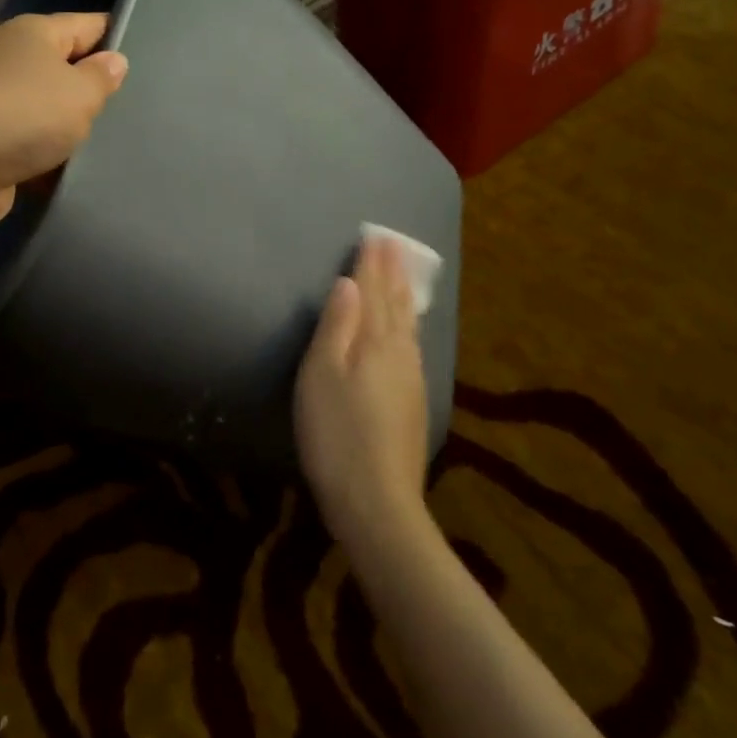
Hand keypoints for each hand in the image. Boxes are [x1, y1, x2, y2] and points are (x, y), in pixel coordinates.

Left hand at [0, 12, 128, 236]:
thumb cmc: (21, 114)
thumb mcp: (78, 92)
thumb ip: (102, 77)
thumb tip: (113, 60)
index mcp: (35, 34)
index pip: (89, 25)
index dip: (119, 37)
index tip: (155, 58)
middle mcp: (15, 63)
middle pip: (69, 72)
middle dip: (100, 92)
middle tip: (145, 111)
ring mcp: (1, 108)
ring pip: (54, 116)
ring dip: (77, 133)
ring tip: (122, 146)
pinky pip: (37, 150)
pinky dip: (54, 161)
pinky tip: (85, 174)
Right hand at [295, 238, 430, 551]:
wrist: (377, 501)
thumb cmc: (337, 434)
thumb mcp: (321, 376)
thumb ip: (336, 327)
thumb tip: (348, 283)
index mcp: (375, 343)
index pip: (373, 293)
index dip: (372, 265)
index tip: (375, 236)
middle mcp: (400, 354)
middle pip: (396, 305)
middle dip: (393, 273)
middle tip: (394, 245)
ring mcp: (412, 380)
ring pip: (408, 325)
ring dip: (404, 296)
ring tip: (404, 276)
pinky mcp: (414, 403)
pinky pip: (412, 346)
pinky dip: (409, 325)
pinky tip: (408, 331)